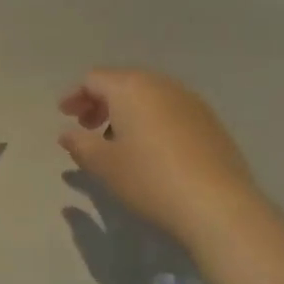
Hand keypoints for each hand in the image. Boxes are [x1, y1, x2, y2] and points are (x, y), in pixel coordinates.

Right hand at [58, 69, 263, 246]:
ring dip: (127, 111)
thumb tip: (67, 134)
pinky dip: (153, 120)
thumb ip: (80, 145)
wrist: (218, 204)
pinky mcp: (210, 121)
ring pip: (149, 95)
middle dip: (101, 101)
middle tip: (87, 126)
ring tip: (118, 140)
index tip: (65, 115)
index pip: (94, 79)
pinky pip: (171, 109)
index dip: (76, 95)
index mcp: (130, 87)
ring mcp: (190, 100)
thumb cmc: (150, 179)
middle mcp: (160, 84)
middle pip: (122, 82)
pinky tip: (152, 149)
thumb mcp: (105, 166)